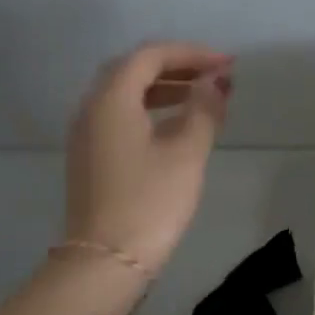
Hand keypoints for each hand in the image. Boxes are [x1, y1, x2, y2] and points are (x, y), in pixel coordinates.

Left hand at [65, 42, 232, 273]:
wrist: (106, 261)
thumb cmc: (150, 202)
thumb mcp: (186, 153)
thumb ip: (204, 110)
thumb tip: (216, 82)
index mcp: (111, 100)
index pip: (150, 56)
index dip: (191, 54)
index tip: (227, 65)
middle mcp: (91, 108)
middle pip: (133, 70)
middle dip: (177, 66)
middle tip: (215, 76)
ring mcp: (87, 134)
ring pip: (125, 94)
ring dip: (164, 88)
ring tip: (203, 97)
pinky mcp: (91, 157)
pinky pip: (120, 116)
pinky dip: (150, 109)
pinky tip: (176, 125)